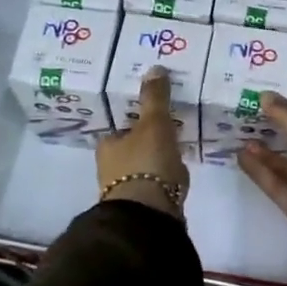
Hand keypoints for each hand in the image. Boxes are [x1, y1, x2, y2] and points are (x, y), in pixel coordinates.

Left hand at [96, 68, 189, 217]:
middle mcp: (110, 167)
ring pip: (144, 165)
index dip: (136, 117)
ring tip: (179, 147)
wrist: (149, 217)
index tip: (155, 111)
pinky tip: (179, 172)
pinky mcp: (144, 206)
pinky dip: (165, 176)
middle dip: (148, 138)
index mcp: (107, 145)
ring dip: (157, 158)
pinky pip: (156, 182)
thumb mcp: (154, 124)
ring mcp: (126, 189)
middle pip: (131, 145)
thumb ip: (155, 98)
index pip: (120, 124)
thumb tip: (154, 68)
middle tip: (171, 126)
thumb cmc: (146, 164)